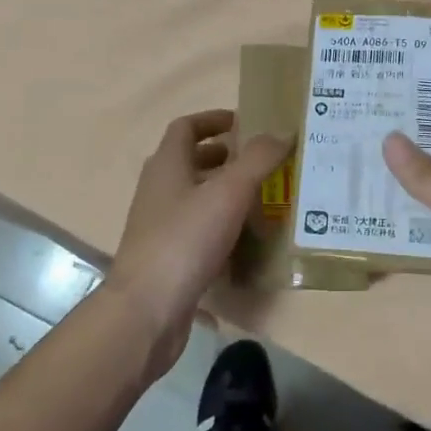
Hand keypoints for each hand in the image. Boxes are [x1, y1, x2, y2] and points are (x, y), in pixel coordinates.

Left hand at [106, 110, 289, 376]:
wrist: (147, 310)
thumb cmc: (185, 240)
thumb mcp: (228, 193)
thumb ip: (258, 160)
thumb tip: (283, 131)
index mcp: (167, 165)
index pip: (186, 127)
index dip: (214, 119)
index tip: (245, 123)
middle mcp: (159, 189)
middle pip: (191, 161)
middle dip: (225, 157)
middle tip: (262, 161)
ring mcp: (160, 225)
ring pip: (195, 197)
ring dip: (224, 192)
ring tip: (263, 197)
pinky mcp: (167, 256)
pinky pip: (197, 229)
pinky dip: (220, 225)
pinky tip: (246, 239)